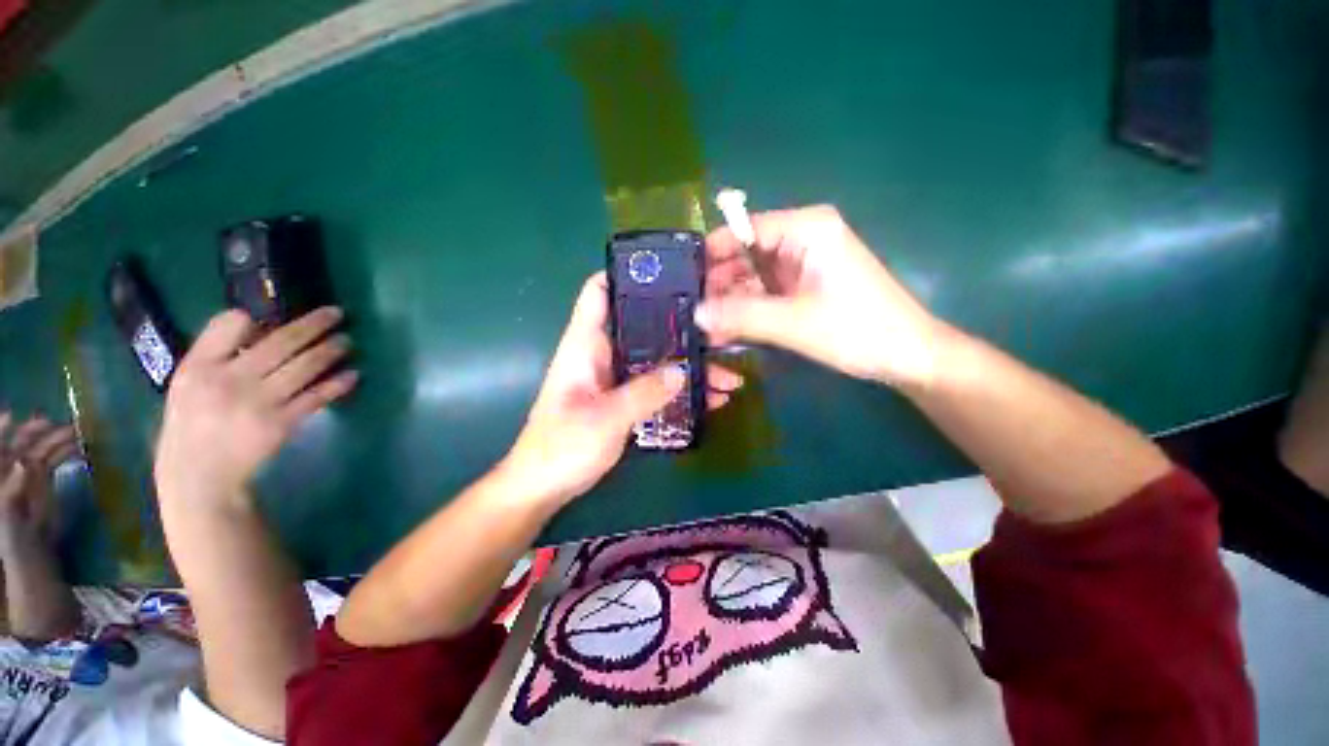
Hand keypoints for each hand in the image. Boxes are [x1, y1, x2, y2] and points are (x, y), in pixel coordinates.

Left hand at [0, 412, 79, 545]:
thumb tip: (24, 462)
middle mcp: (11, 466)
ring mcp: (29, 472)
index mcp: (0, 471)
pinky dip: (66, 452)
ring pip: (42, 448)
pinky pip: (53, 459)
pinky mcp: (43, 478)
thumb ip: (12, 488)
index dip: (3, 429)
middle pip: (23, 442)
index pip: (0, 446)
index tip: (12, 413)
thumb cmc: (11, 533)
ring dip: (57, 439)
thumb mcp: (7, 511)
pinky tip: (80, 450)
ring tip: (77, 433)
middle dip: (38, 430)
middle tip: (58, 424)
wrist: (28, 551)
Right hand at [154, 308, 357, 510]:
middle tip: (338, 313)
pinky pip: (314, 398)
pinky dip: (336, 384)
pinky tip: (353, 374)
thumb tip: (251, 322)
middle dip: (313, 325)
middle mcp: (229, 380)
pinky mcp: (281, 424)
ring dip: (330, 350)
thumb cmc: (192, 424)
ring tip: (347, 340)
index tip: (287, 307)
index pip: (227, 327)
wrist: (199, 475)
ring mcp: (258, 403)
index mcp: (200, 367)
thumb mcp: (188, 383)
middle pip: (279, 343)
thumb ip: (214, 353)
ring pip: (302, 367)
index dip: (258, 315)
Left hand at [500, 273, 742, 506]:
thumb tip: (682, 371)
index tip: (669, 273)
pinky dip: (681, 388)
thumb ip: (644, 393)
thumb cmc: (562, 448)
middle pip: (643, 325)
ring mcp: (615, 377)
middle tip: (719, 331)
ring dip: (689, 365)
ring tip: (728, 376)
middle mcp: (602, 354)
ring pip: (657, 358)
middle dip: (680, 326)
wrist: (543, 488)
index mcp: (585, 345)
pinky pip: (657, 385)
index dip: (627, 274)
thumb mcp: (605, 418)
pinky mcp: (624, 399)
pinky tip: (711, 399)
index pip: (599, 292)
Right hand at [698, 205, 944, 388]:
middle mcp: (801, 239)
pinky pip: (766, 293)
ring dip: (731, 303)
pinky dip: (748, 311)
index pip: (743, 231)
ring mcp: (802, 264)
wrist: (907, 355)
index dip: (712, 255)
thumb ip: (741, 316)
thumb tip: (696, 314)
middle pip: (745, 255)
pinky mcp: (803, 286)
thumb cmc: (857, 330)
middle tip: (693, 314)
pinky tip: (727, 332)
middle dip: (720, 286)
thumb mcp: (793, 323)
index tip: (685, 282)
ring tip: (706, 330)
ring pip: (753, 278)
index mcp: (805, 229)